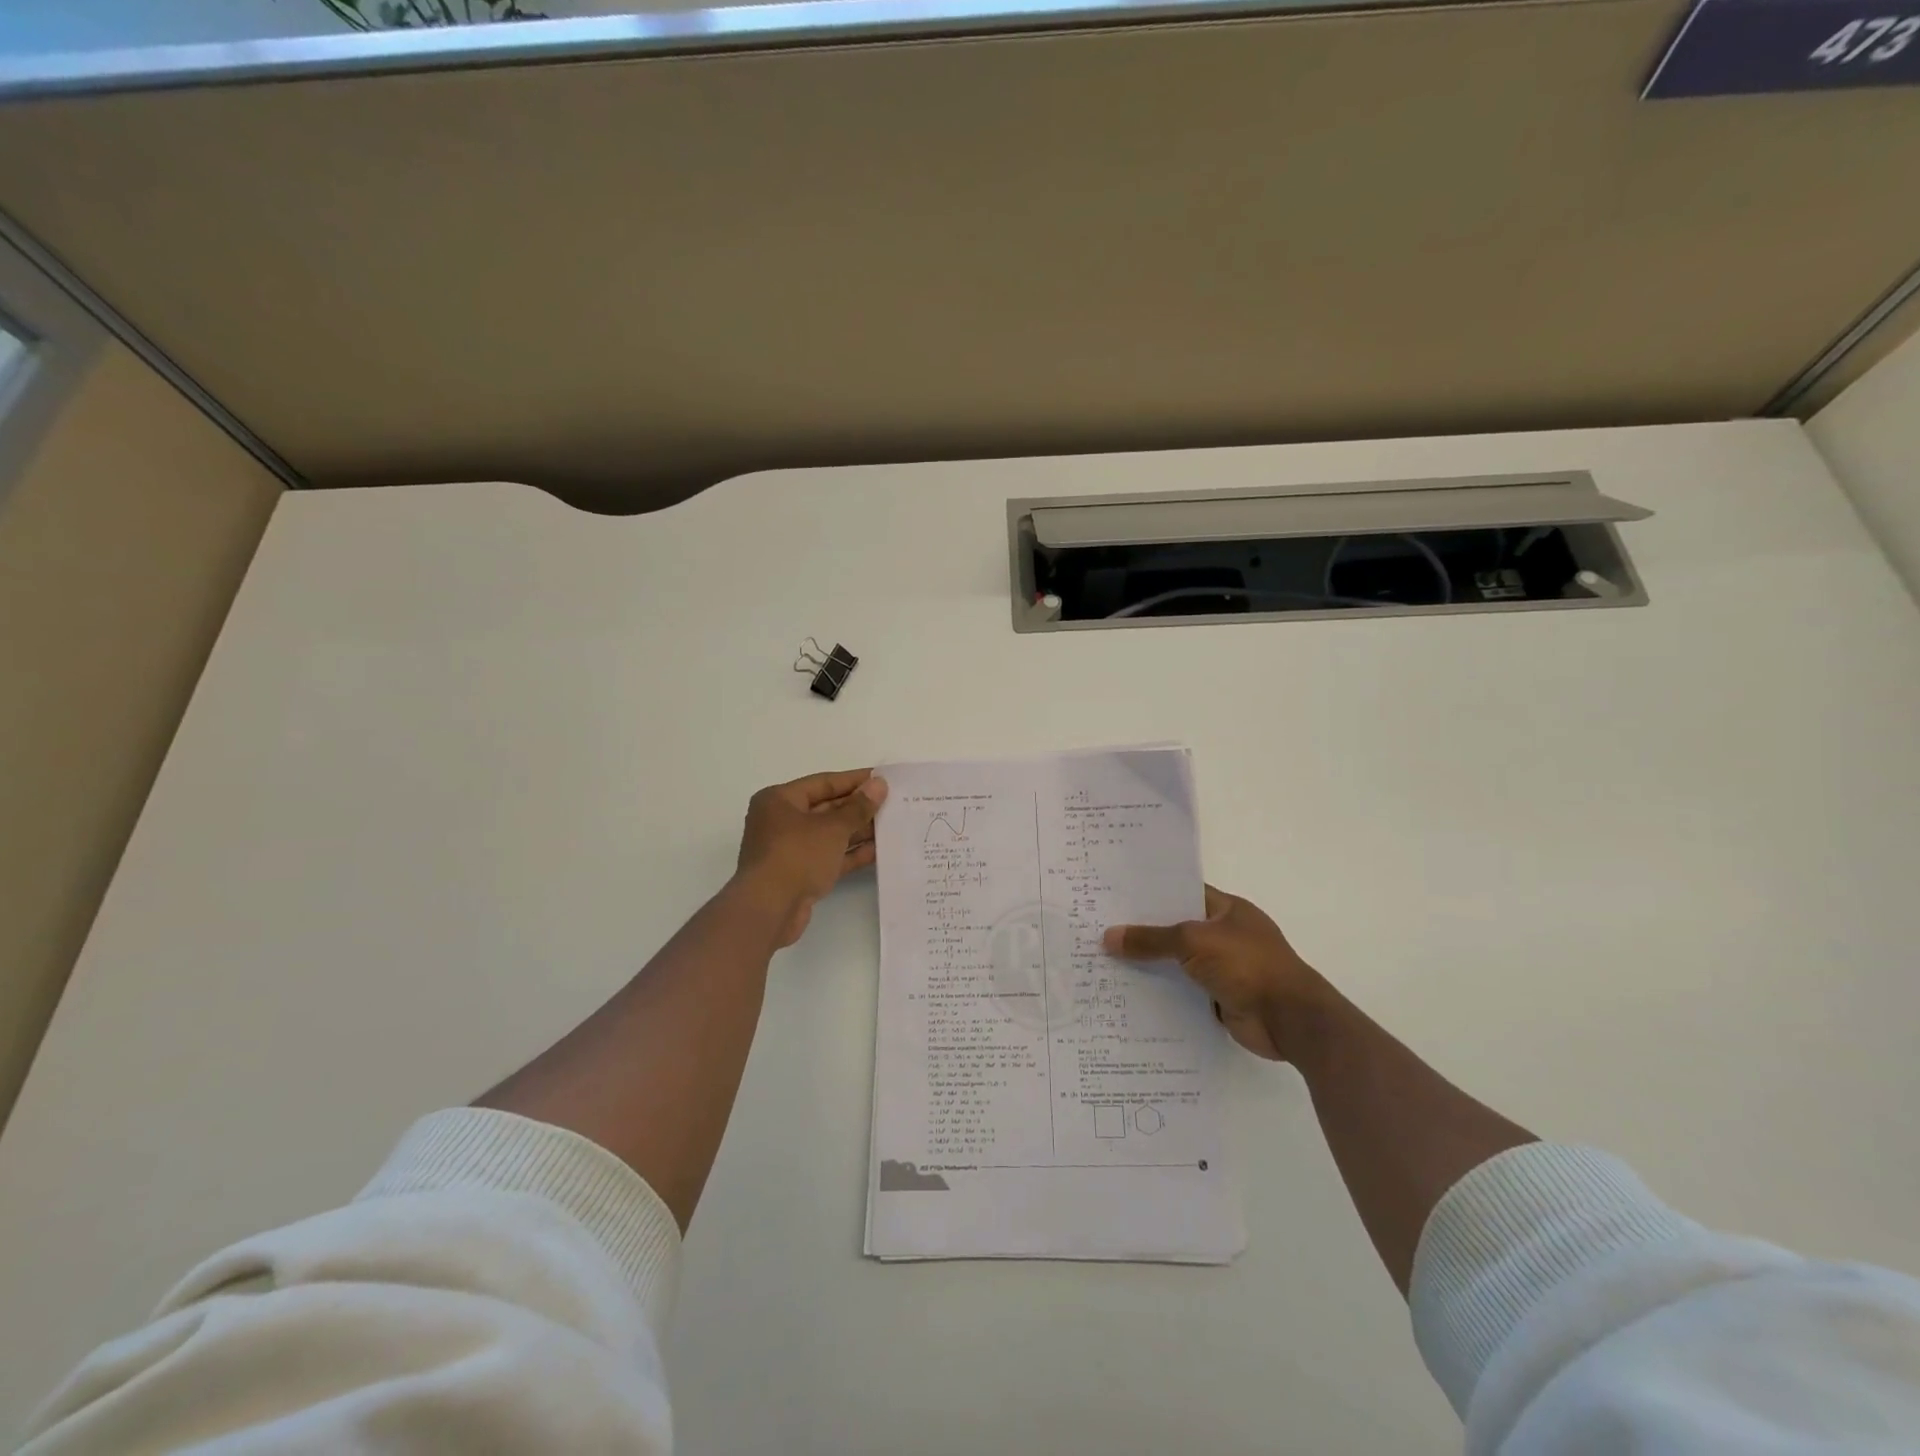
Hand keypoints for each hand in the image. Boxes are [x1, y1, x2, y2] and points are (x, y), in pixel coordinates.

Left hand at [733, 769, 887, 946]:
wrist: (769, 910)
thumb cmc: (796, 856)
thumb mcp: (832, 827)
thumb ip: (858, 807)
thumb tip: (879, 785)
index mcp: (779, 800)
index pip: (823, 783)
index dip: (854, 780)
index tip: (883, 779)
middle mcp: (781, 821)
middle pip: (826, 808)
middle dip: (858, 807)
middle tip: (892, 803)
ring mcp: (789, 850)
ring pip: (829, 834)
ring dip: (858, 831)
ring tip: (891, 825)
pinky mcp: (799, 874)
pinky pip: (829, 857)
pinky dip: (850, 853)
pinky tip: (878, 850)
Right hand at [1103, 886, 1328, 1060]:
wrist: (1290, 1019)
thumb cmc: (1247, 964)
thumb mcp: (1193, 941)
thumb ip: (1152, 939)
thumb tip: (1109, 937)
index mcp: (1226, 910)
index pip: (1183, 892)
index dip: (1152, 893)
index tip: (1115, 894)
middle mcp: (1225, 935)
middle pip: (1176, 929)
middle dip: (1143, 931)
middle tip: (1099, 927)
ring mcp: (1223, 968)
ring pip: (1177, 962)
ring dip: (1150, 965)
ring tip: (1104, 961)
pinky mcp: (1219, 998)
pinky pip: (1182, 991)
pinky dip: (1161, 993)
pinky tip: (1128, 993)